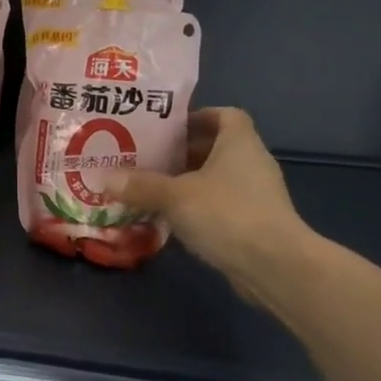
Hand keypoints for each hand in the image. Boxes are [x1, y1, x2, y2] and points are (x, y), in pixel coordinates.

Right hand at [112, 107, 316, 304]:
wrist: (274, 266)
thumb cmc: (227, 214)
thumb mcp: (174, 196)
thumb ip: (140, 185)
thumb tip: (105, 178)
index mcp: (239, 143)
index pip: (224, 115)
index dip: (197, 116)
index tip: (167, 128)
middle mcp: (251, 163)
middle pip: (216, 147)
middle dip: (182, 151)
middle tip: (147, 158)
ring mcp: (256, 194)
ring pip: (216, 178)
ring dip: (187, 181)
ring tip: (151, 188)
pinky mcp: (254, 222)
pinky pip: (220, 204)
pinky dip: (197, 206)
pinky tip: (170, 218)